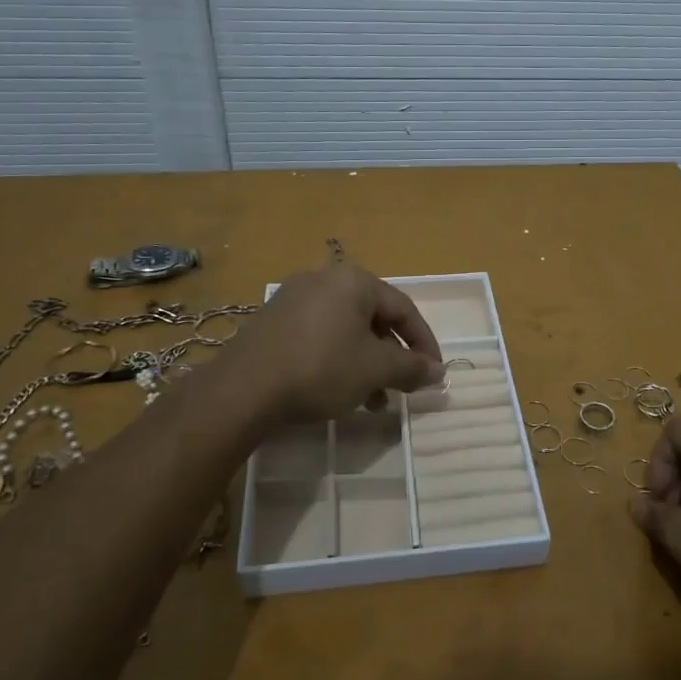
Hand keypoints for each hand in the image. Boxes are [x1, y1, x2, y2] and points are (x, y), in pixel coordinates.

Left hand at [224, 262, 443, 423]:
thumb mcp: (375, 370)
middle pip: (374, 318)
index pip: (404, 309)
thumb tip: (438, 371)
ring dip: (366, 364)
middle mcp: (324, 279)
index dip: (424, 343)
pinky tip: (338, 391)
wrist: (242, 389)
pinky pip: (320, 335)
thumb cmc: (320, 369)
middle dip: (392, 357)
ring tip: (372, 401)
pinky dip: (338, 360)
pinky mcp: (273, 321)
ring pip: (346, 330)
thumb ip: (411, 367)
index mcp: (354, 280)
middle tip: (401, 388)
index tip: (434, 373)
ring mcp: (294, 298)